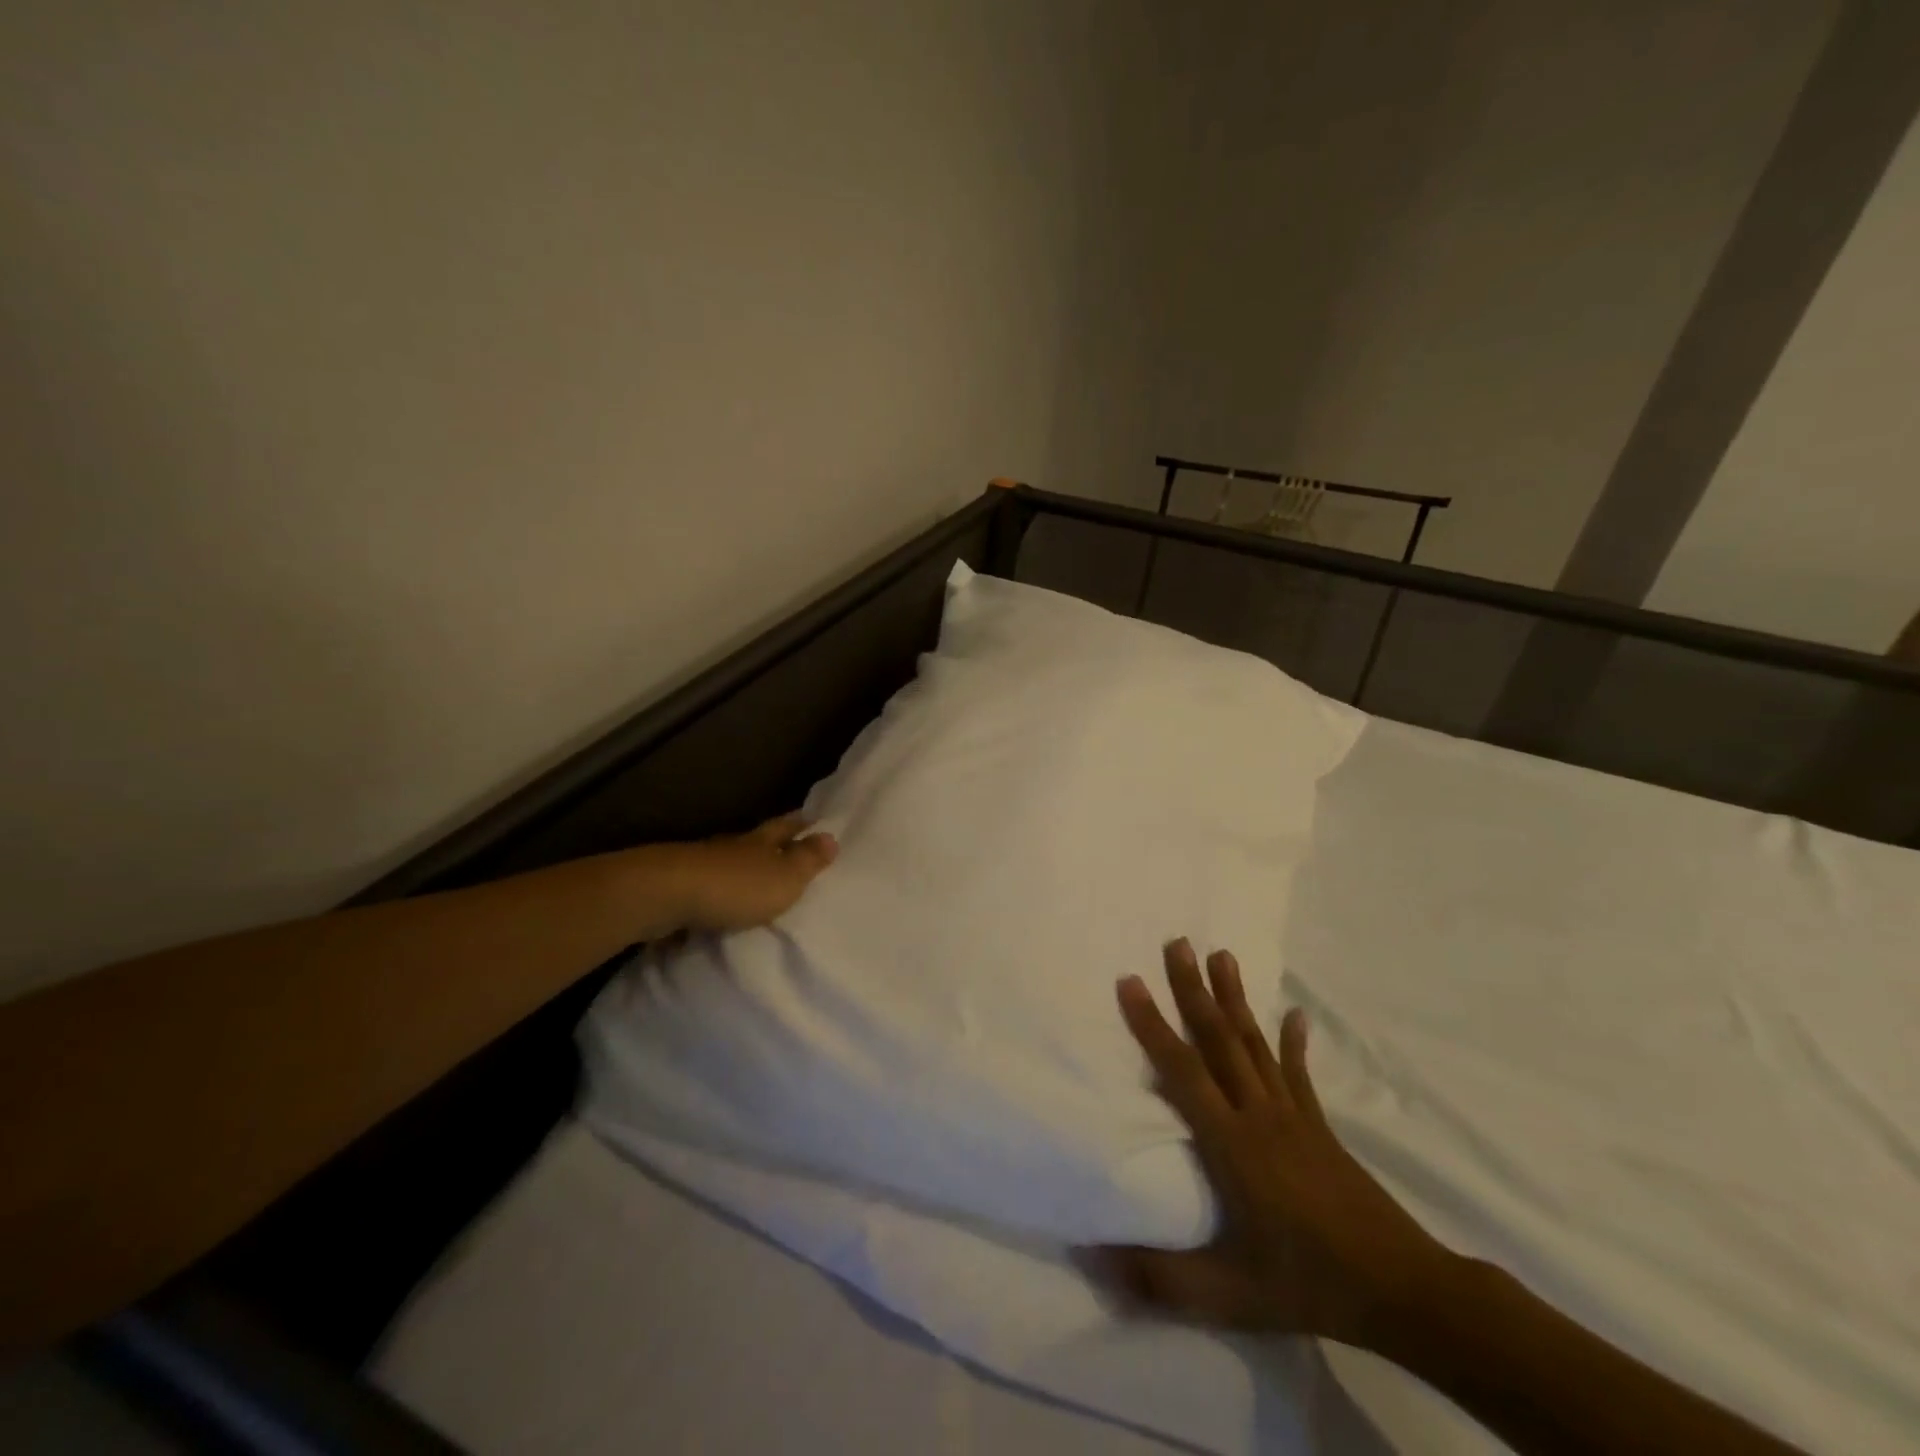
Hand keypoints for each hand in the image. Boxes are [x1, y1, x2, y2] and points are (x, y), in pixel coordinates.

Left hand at [665, 812, 838, 931]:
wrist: (666, 897)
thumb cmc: (735, 886)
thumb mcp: (784, 876)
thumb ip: (807, 860)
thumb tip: (831, 836)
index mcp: (760, 841)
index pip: (786, 826)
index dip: (801, 823)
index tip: (813, 819)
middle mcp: (732, 847)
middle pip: (757, 842)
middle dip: (773, 845)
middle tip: (790, 849)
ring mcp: (701, 866)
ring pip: (730, 864)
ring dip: (744, 872)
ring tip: (758, 885)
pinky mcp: (679, 889)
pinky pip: (708, 889)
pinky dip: (719, 896)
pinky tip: (722, 908)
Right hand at [1087, 938, 1455, 1352]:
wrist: (1402, 1290)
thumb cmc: (1308, 1282)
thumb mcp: (1230, 1294)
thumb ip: (1160, 1277)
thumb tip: (1091, 1254)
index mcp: (1232, 1143)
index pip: (1182, 1071)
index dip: (1152, 1025)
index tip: (1130, 980)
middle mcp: (1259, 1114)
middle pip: (1219, 1039)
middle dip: (1193, 989)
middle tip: (1177, 942)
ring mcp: (1292, 1115)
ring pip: (1255, 1043)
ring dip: (1235, 998)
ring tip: (1221, 954)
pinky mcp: (1318, 1125)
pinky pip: (1298, 1074)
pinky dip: (1293, 1042)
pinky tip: (1294, 1014)